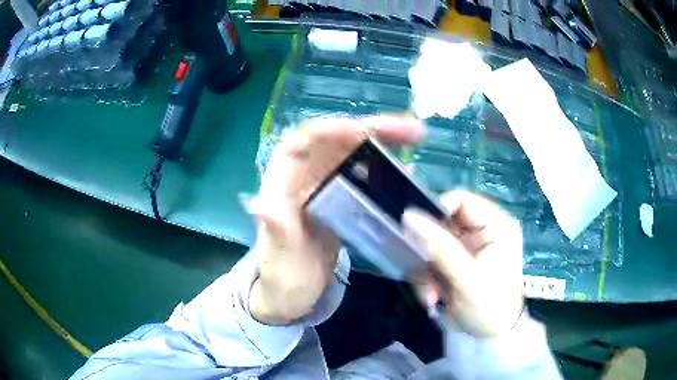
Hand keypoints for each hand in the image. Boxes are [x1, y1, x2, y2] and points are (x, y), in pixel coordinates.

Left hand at [248, 115, 424, 324]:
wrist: (289, 297)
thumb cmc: (280, 280)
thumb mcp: (279, 263)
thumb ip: (276, 235)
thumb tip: (262, 205)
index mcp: (281, 187)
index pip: (302, 142)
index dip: (332, 130)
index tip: (365, 131)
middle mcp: (301, 180)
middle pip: (334, 141)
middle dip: (370, 129)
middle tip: (410, 131)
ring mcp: (322, 189)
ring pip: (351, 154)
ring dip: (381, 142)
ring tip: (413, 138)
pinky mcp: (338, 202)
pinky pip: (361, 176)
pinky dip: (383, 169)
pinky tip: (405, 171)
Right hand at [403, 191, 523, 336]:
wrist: (490, 336)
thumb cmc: (490, 306)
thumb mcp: (467, 278)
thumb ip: (440, 247)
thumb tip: (408, 216)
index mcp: (496, 225)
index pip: (461, 200)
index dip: (436, 211)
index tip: (417, 233)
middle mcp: (480, 231)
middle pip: (442, 223)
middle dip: (429, 250)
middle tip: (423, 272)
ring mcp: (466, 248)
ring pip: (431, 245)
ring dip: (426, 270)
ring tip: (432, 294)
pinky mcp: (454, 262)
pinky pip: (430, 261)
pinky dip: (426, 279)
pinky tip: (434, 298)